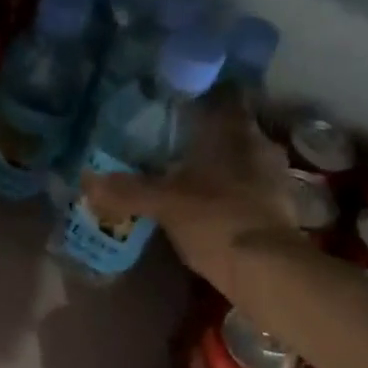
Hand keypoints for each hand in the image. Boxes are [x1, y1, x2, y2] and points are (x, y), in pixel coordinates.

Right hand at [81, 89, 306, 296]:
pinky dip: (232, 197)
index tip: (179, 106)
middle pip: (233, 131)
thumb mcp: (165, 204)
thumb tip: (87, 181)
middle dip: (208, 138)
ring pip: (243, 162)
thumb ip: (128, 190)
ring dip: (221, 169)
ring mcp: (276, 180)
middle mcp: (261, 146)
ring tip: (190, 181)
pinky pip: (250, 192)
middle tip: (176, 147)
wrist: (267, 271)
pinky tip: (211, 211)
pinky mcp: (280, 211)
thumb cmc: (217, 220)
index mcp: (236, 131)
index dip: (204, 96)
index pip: (226, 95)